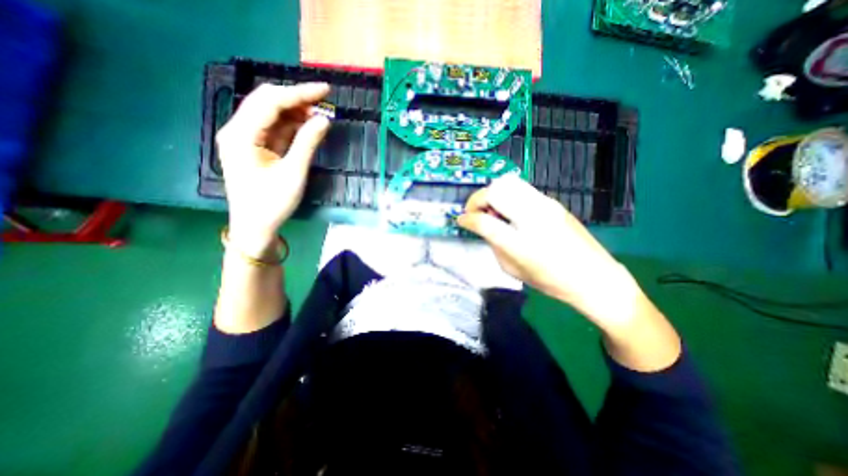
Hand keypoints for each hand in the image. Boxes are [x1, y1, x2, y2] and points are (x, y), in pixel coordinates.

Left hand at [216, 81, 330, 254]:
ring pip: (272, 115)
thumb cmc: (272, 203)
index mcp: (241, 134)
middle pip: (267, 102)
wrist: (255, 227)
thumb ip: (307, 143)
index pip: (271, 101)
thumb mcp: (293, 173)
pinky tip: (308, 127)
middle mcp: (238, 130)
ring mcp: (246, 139)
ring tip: (320, 115)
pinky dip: (292, 126)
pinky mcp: (255, 148)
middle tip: (325, 102)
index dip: (299, 93)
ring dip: (296, 112)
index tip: (325, 90)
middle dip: (297, 99)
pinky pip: (275, 129)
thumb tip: (324, 119)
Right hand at [458, 174, 643, 326]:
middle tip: (475, 213)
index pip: (484, 221)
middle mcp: (532, 217)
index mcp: (521, 243)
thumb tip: (483, 227)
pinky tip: (509, 211)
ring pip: (508, 182)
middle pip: (495, 191)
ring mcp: (545, 205)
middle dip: (477, 199)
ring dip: (492, 193)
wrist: (594, 277)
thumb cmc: (550, 281)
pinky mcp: (552, 201)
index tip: (461, 221)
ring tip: (491, 209)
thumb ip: (494, 245)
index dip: (467, 219)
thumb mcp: (513, 270)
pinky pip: (521, 188)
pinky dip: (507, 195)